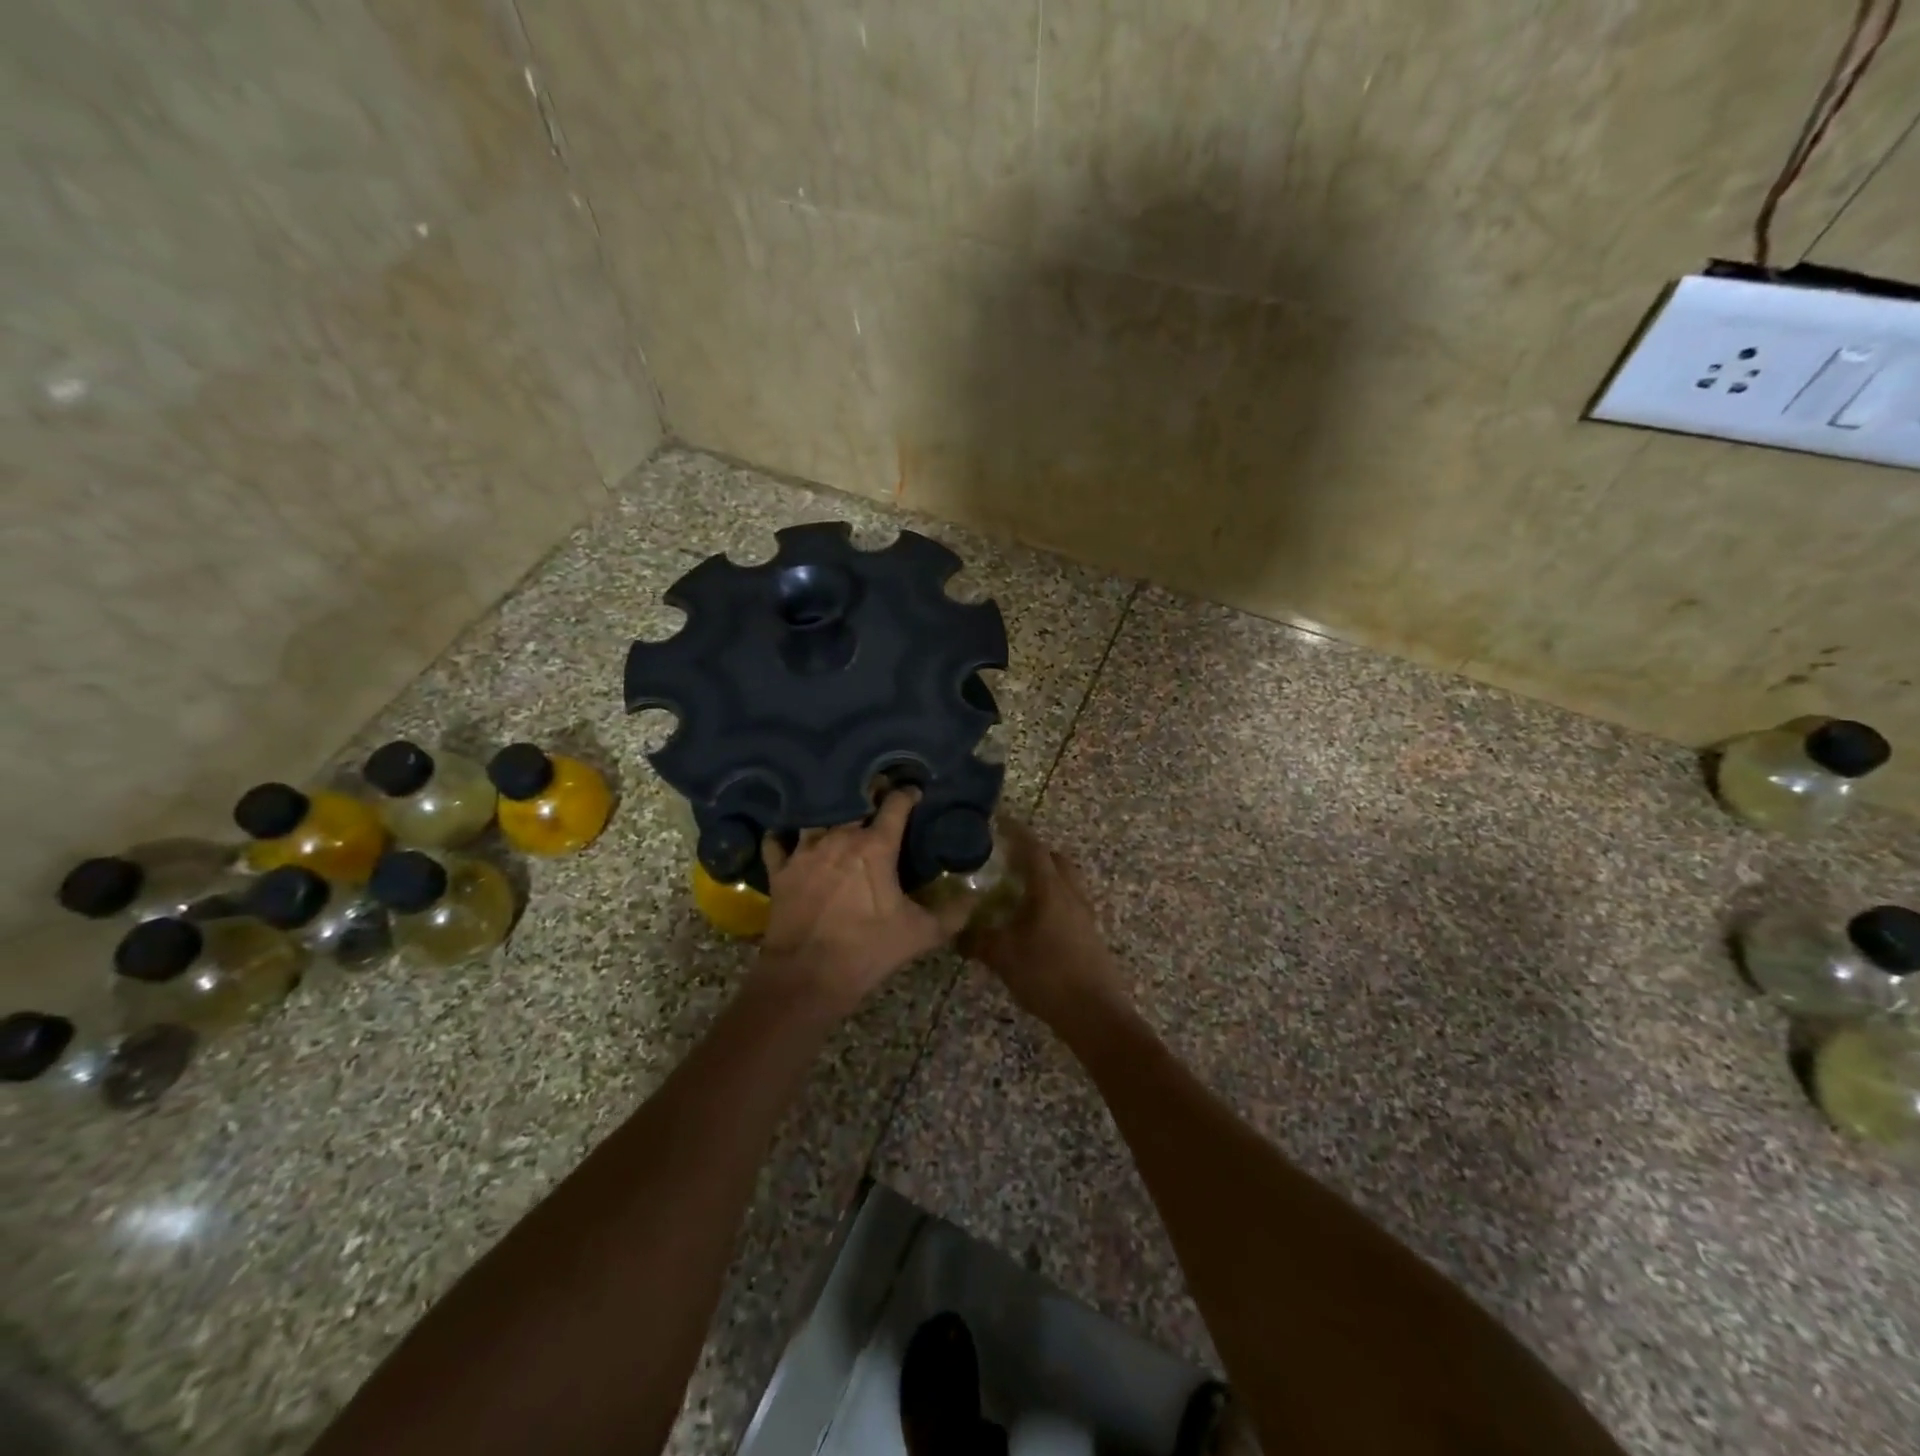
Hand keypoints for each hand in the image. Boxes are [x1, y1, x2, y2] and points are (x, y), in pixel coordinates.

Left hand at [756, 789, 971, 1015]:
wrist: (807, 976)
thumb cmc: (868, 950)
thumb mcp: (920, 934)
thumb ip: (953, 913)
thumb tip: (976, 896)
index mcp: (875, 846)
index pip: (895, 804)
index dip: (907, 794)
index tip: (914, 792)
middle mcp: (839, 837)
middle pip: (854, 801)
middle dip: (868, 796)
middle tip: (877, 799)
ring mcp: (805, 850)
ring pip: (817, 815)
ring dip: (829, 812)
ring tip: (836, 813)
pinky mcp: (780, 869)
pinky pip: (778, 840)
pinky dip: (784, 835)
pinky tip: (790, 836)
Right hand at [961, 820, 1127, 1025]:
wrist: (1095, 1014)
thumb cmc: (1046, 975)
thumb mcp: (1002, 957)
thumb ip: (976, 940)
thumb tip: (954, 932)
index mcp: (1050, 889)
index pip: (1033, 848)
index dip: (1016, 832)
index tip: (998, 821)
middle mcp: (1071, 894)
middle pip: (1055, 859)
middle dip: (1033, 852)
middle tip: (1007, 856)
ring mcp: (1085, 914)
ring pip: (1066, 881)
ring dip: (1045, 876)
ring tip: (1018, 887)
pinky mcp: (1090, 934)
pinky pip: (1070, 902)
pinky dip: (1052, 898)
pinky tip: (1034, 919)